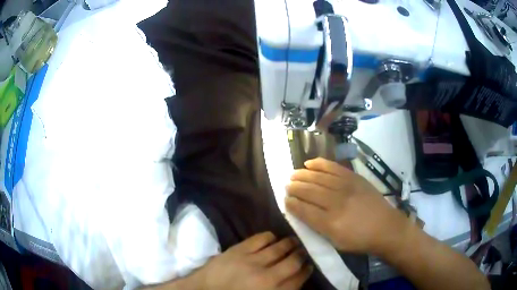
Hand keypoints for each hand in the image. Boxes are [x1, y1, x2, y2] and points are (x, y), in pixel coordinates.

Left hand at [196, 232, 312, 289]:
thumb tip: (294, 280)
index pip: (297, 280)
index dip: (305, 272)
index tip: (308, 266)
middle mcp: (267, 277)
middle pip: (293, 262)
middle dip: (301, 255)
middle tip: (303, 251)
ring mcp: (252, 262)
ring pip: (279, 248)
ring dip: (289, 244)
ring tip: (293, 242)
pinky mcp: (238, 250)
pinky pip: (260, 239)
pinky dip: (270, 237)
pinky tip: (272, 238)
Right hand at [285, 158, 410, 255]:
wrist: (386, 227)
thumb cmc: (360, 240)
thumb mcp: (336, 242)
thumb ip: (317, 228)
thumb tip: (301, 212)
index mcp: (330, 223)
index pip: (304, 210)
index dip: (292, 203)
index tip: (285, 200)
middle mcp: (336, 202)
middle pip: (309, 191)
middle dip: (294, 187)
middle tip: (287, 185)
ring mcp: (346, 187)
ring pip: (318, 177)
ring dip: (303, 174)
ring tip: (293, 174)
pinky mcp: (354, 177)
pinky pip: (333, 167)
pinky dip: (320, 163)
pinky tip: (309, 162)